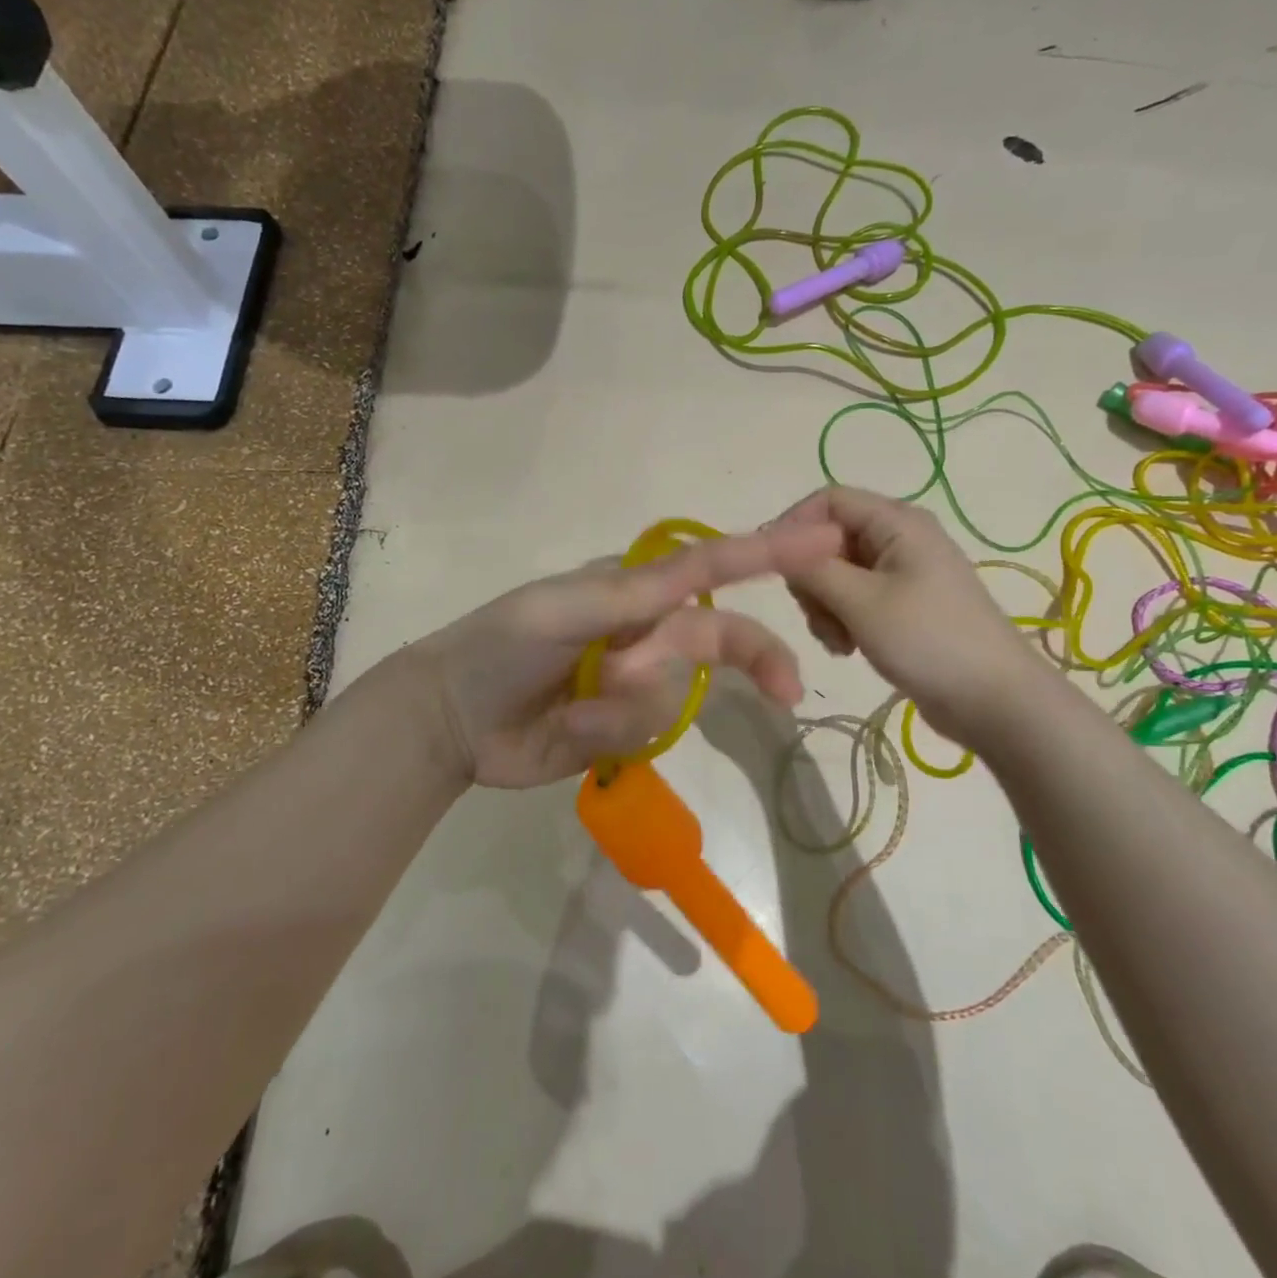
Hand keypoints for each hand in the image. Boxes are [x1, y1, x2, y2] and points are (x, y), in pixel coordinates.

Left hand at [411, 522, 843, 788]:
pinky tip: (569, 729)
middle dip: (751, 660)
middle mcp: (644, 631)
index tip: (824, 544)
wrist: (452, 720)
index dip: (766, 557)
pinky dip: (610, 732)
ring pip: (678, 694)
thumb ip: (633, 592)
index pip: (709, 569)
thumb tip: (700, 567)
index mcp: (631, 589)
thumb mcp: (563, 607)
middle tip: (787, 691)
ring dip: (630, 704)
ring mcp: (635, 683)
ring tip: (576, 704)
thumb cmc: (502, 645)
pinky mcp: (623, 730)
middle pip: (718, 640)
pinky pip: (648, 732)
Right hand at [773, 486, 1041, 746]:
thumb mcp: (860, 600)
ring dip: (824, 605)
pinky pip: (855, 600)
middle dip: (812, 577)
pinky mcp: (903, 607)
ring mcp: (903, 574)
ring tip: (838, 641)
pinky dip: (842, 620)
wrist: (995, 701)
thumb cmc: (928, 640)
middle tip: (815, 615)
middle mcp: (900, 539)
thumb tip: (776, 545)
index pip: (828, 500)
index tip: (772, 567)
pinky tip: (848, 649)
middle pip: (830, 539)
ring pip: (837, 574)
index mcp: (897, 522)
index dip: (794, 527)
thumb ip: (812, 568)